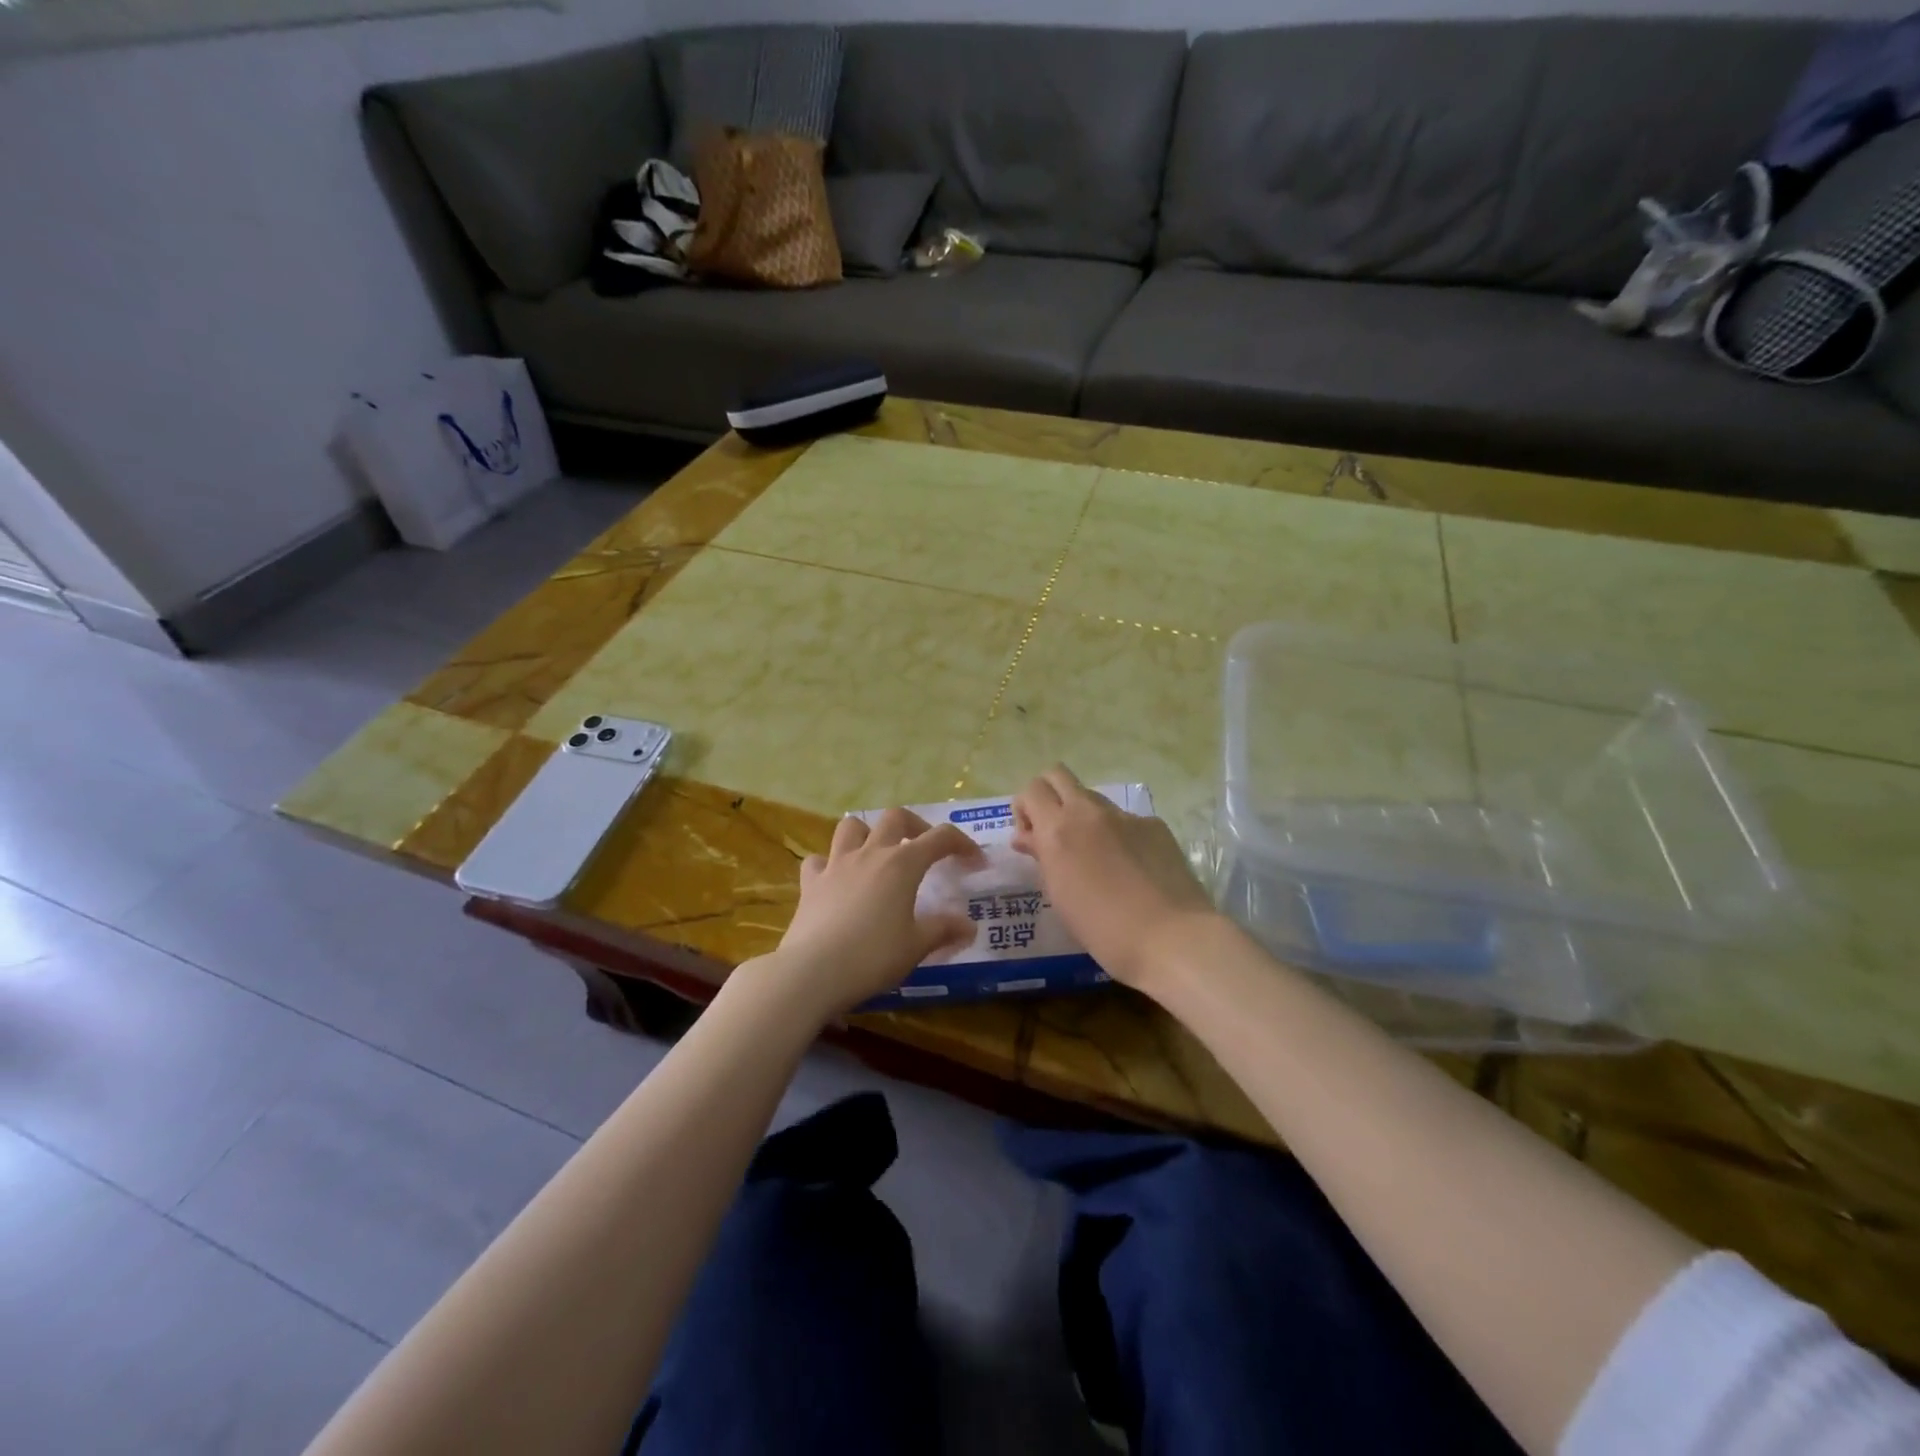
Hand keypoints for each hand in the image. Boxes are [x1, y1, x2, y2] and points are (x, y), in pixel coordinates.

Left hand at [770, 808, 983, 1017]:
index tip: (975, 861)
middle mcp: (870, 854)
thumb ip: (944, 930)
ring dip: (869, 833)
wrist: (812, 972)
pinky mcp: (811, 883)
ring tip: (878, 854)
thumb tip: (969, 926)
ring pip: (852, 827)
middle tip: (925, 848)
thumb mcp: (916, 946)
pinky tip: (837, 880)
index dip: (962, 844)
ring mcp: (836, 865)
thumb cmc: (873, 956)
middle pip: (895, 817)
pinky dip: (830, 863)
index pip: (940, 838)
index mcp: (902, 864)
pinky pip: (819, 860)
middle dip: (916, 826)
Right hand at [1012, 765, 1219, 994]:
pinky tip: (1131, 868)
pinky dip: (1118, 835)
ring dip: (1083, 816)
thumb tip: (1029, 836)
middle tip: (1053, 832)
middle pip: (1058, 775)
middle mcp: (1089, 812)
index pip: (1032, 790)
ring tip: (1094, 856)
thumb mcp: (1059, 895)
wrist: (1172, 937)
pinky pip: (1126, 820)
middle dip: (1049, 796)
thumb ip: (1042, 856)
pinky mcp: (1154, 825)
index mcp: (1058, 829)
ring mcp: (1125, 816)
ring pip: (1093, 798)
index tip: (1031, 838)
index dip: (1025, 809)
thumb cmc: (1103, 929)